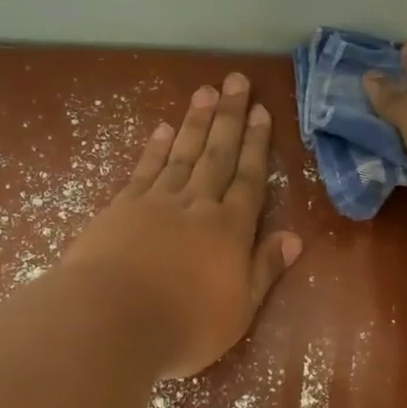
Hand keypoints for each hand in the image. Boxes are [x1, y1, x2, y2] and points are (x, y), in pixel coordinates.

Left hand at [61, 73, 301, 377]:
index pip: (249, 179)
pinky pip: (145, 170)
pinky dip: (156, 148)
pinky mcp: (122, 208)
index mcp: (230, 230)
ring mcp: (156, 202)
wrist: (112, 322)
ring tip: (205, 91)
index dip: (257, 145)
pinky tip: (163, 129)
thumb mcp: (240, 310)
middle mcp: (197, 206)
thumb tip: (294, 238)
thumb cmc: (184, 326)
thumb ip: (265, 270)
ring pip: (182, 153)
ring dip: (195, 122)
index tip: (261, 111)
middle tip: (235, 81)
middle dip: (229, 117)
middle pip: (217, 154)